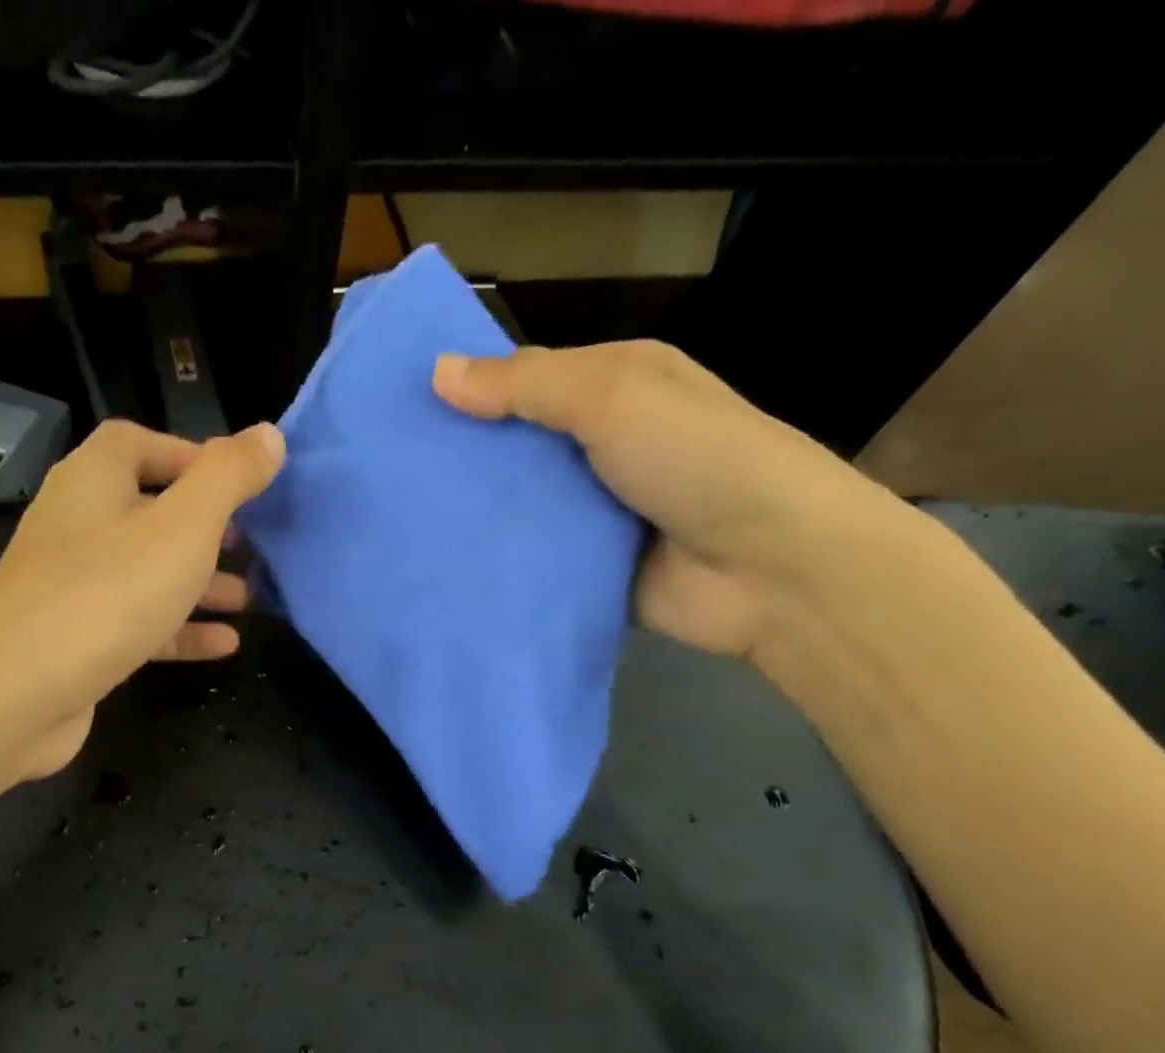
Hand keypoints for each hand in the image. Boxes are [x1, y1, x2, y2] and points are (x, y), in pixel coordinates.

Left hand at [0, 419, 283, 781]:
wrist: (15, 694)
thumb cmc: (107, 594)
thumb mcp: (183, 527)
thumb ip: (228, 477)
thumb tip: (269, 435)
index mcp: (93, 481)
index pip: (138, 442)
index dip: (190, 455)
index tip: (240, 484)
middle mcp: (77, 526)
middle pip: (148, 510)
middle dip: (205, 527)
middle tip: (251, 544)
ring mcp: (74, 587)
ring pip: (147, 572)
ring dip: (199, 582)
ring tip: (249, 597)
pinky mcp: (78, 641)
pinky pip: (139, 623)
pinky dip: (181, 629)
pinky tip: (225, 645)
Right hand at [432, 341, 903, 662]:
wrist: (770, 569)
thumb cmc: (696, 459)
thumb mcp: (613, 398)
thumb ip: (526, 386)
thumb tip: (438, 372)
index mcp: (618, 386)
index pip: (529, 379)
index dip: (471, 390)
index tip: (407, 409)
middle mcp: (606, 445)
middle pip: (521, 446)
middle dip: (466, 458)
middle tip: (395, 473)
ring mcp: (599, 511)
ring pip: (523, 506)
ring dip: (478, 514)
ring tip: (406, 522)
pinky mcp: (591, 567)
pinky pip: (536, 559)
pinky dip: (501, 562)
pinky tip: (447, 566)